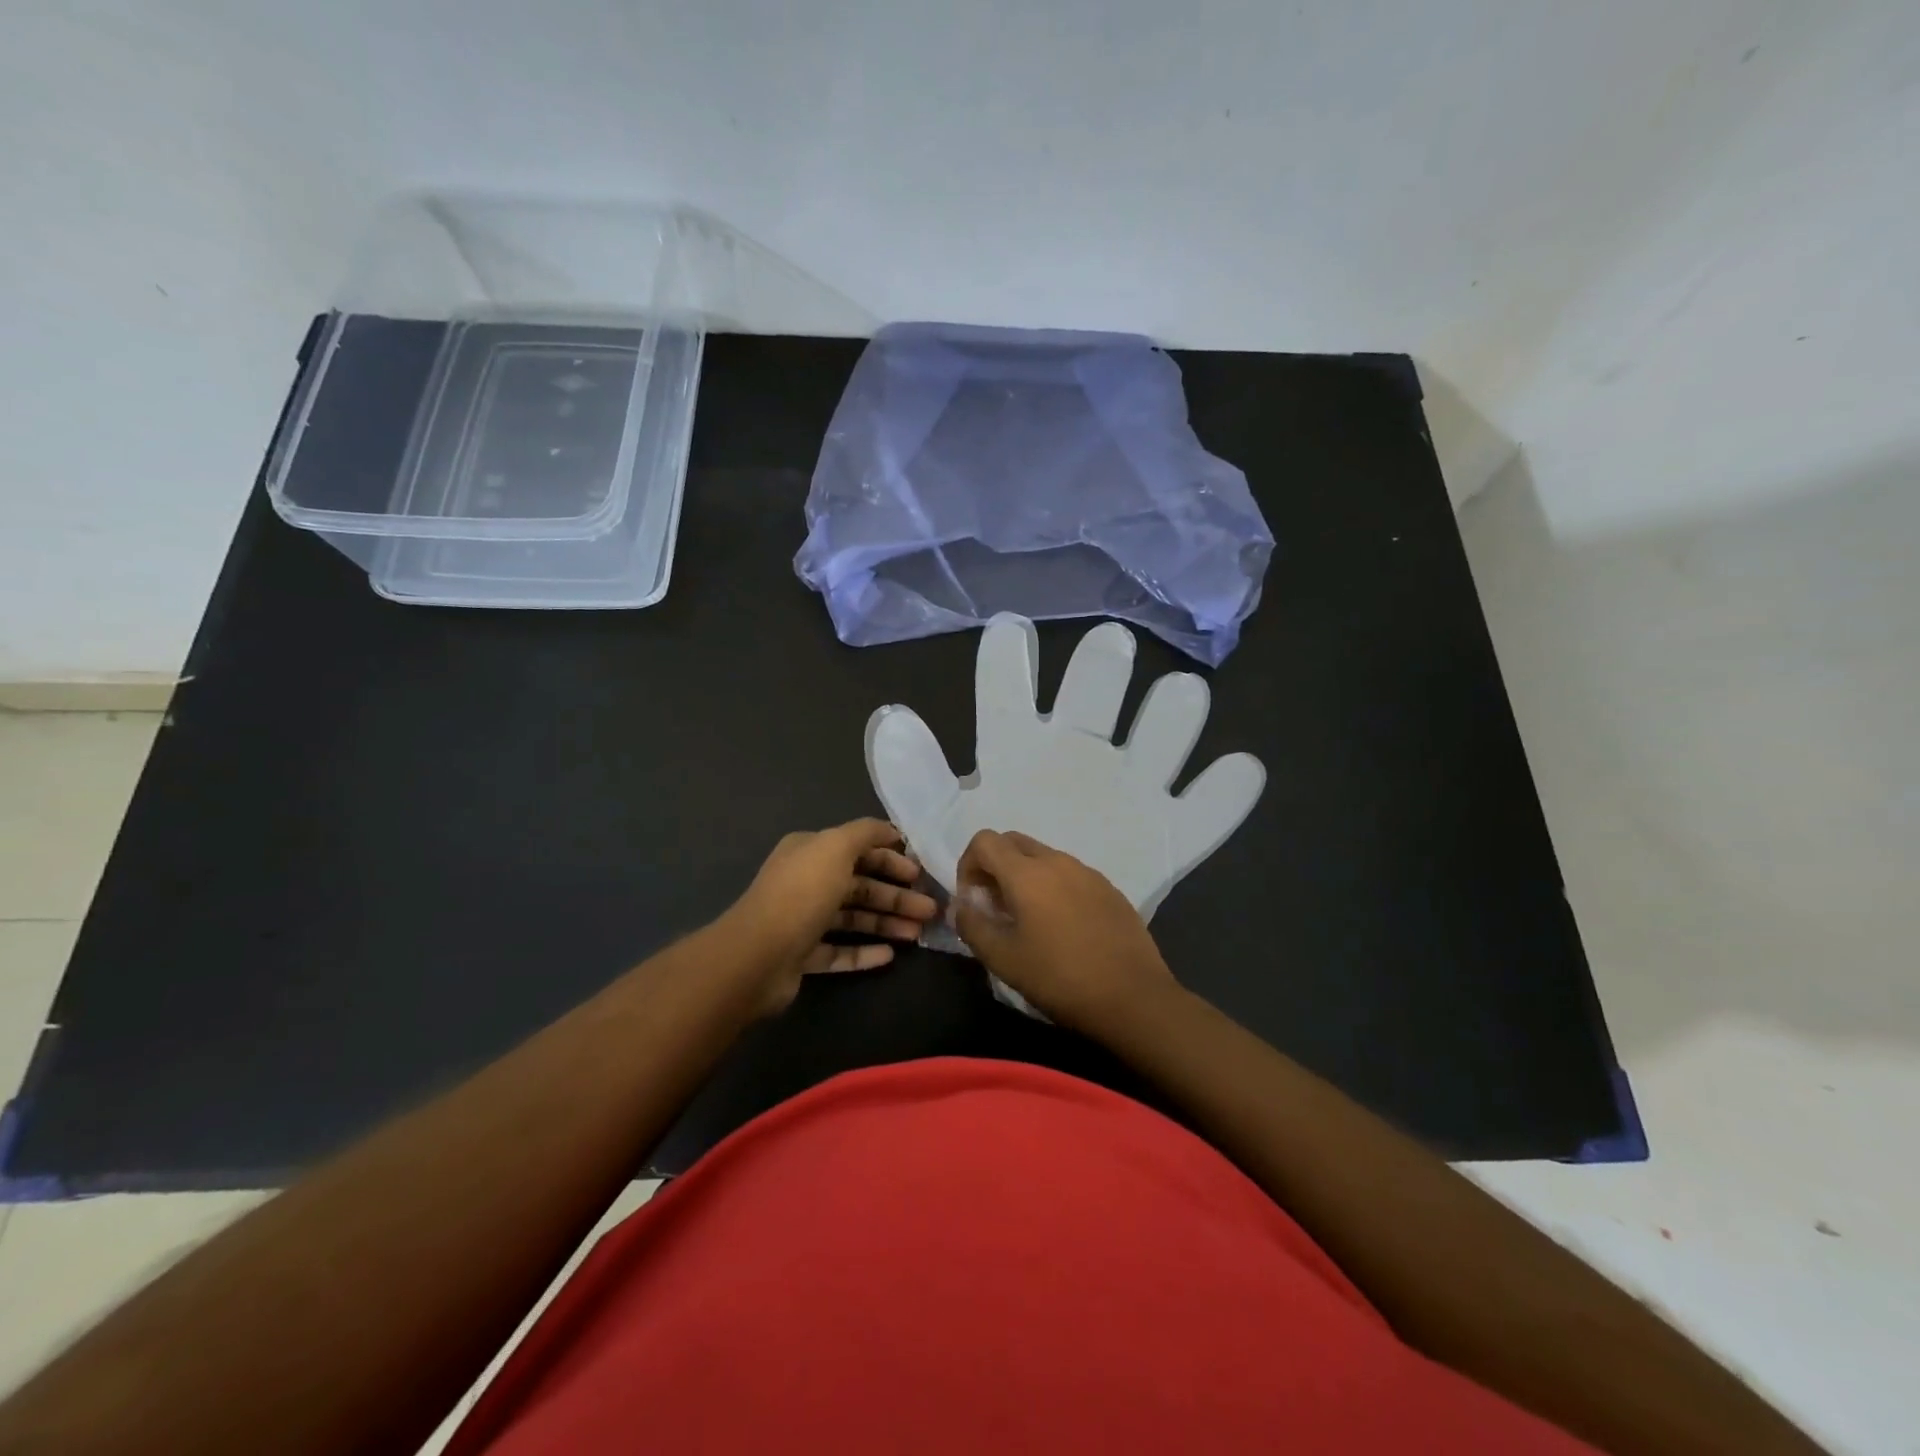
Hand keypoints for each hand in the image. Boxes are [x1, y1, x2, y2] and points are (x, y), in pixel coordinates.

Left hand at [725, 819, 938, 1013]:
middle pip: (859, 885)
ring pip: (853, 918)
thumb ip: (865, 833)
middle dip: (895, 895)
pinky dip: (864, 952)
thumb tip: (891, 831)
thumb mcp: (836, 847)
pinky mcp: (801, 955)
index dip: (891, 858)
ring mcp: (802, 920)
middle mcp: (805, 881)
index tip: (920, 873)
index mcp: (810, 851)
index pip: (857, 849)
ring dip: (886, 922)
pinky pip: (839, 951)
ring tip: (918, 934)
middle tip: (929, 909)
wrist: (757, 956)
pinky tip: (890, 956)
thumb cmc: (801, 894)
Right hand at [954, 828, 1179, 1033]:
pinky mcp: (1109, 888)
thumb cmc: (1060, 978)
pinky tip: (1062, 927)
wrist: (1134, 997)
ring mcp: (1087, 872)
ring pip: (1043, 857)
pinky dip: (1053, 887)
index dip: (968, 864)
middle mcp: (1057, 861)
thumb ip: (972, 926)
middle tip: (995, 907)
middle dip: (994, 866)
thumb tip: (961, 906)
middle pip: (1013, 842)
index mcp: (1027, 873)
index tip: (973, 900)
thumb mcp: (1003, 959)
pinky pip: (1069, 874)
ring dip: (1024, 876)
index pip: (984, 840)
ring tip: (1027, 920)